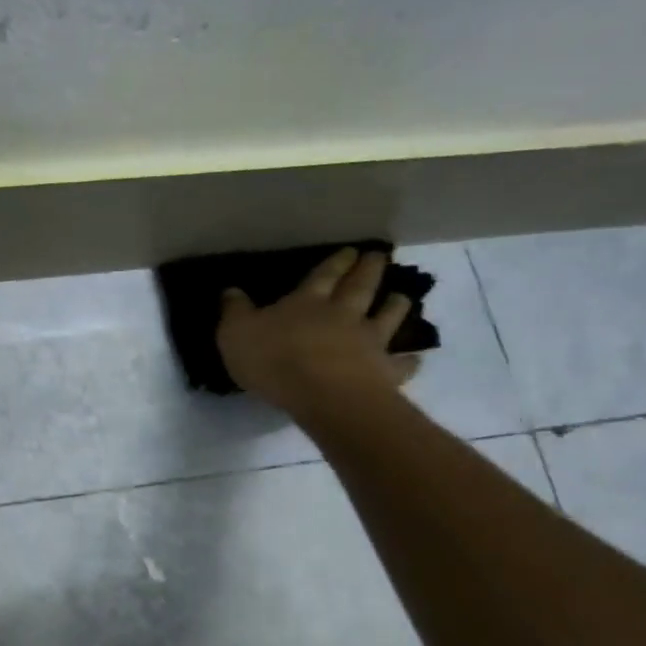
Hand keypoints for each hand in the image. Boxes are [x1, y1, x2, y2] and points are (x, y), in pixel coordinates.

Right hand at [216, 248, 420, 420]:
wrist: (323, 394)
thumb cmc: (274, 360)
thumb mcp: (236, 333)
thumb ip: (234, 311)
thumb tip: (230, 290)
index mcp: (307, 302)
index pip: (323, 275)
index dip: (335, 262)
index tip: (349, 250)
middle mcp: (343, 314)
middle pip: (360, 287)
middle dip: (369, 270)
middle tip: (380, 257)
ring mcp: (369, 342)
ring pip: (387, 317)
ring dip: (395, 306)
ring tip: (402, 297)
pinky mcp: (384, 371)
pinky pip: (401, 364)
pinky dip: (409, 360)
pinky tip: (415, 358)